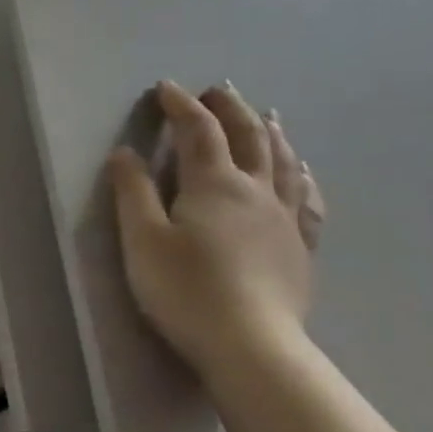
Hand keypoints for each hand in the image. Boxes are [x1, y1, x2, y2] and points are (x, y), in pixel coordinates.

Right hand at [107, 81, 325, 374]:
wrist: (251, 344)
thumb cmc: (185, 290)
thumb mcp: (142, 240)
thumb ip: (133, 192)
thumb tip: (126, 153)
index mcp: (213, 184)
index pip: (198, 131)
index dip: (181, 106)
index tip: (165, 88)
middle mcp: (255, 190)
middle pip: (248, 136)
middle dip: (230, 108)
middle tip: (217, 90)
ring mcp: (285, 218)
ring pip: (283, 161)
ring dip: (269, 132)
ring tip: (265, 115)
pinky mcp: (300, 246)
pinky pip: (306, 199)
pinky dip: (301, 175)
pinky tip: (301, 172)